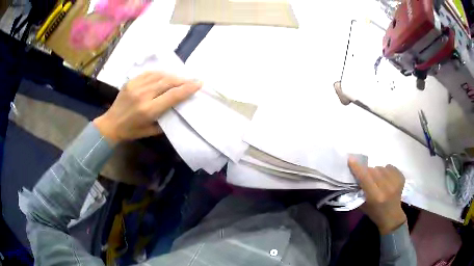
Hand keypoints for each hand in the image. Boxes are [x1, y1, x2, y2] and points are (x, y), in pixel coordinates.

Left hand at [94, 71, 200, 143]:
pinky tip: (165, 75)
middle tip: (192, 80)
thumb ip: (165, 121)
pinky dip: (160, 73)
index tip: (199, 83)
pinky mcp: (131, 82)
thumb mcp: (150, 131)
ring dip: (173, 76)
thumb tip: (178, 109)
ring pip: (159, 75)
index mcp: (148, 110)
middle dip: (182, 80)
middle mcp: (143, 95)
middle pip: (168, 82)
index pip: (172, 95)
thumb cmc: (131, 131)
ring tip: (180, 78)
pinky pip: (149, 73)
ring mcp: (136, 86)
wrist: (111, 124)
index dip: (187, 88)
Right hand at [348, 158, 406, 234]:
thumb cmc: (375, 213)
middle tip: (367, 178)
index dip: (357, 168)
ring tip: (378, 180)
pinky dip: (386, 170)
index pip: (365, 178)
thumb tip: (355, 176)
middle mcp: (386, 188)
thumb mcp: (363, 205)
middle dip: (368, 172)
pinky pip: (390, 167)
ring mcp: (395, 182)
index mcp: (375, 197)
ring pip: (381, 167)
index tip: (351, 159)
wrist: (392, 216)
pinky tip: (386, 178)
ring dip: (377, 171)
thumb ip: (359, 191)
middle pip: (373, 170)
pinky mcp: (401, 178)